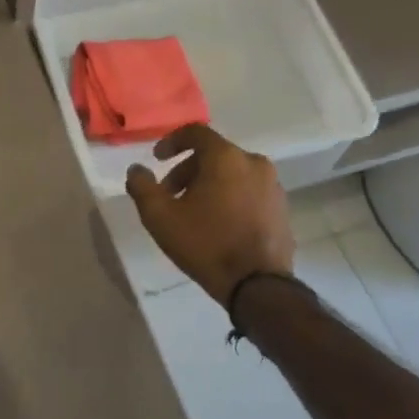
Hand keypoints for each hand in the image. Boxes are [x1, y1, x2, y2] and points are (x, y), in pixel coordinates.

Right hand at [126, 124, 294, 305]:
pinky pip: (250, 192)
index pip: (196, 133)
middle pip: (214, 154)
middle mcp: (254, 163)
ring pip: (233, 173)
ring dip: (210, 184)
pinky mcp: (282, 208)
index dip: (172, 141)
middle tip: (170, 194)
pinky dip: (231, 197)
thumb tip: (136, 170)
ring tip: (193, 212)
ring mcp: (273, 186)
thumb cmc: (206, 244)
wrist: (258, 285)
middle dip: (187, 170)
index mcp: (226, 157)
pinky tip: (219, 224)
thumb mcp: (160, 217)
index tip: (157, 159)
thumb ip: (142, 187)